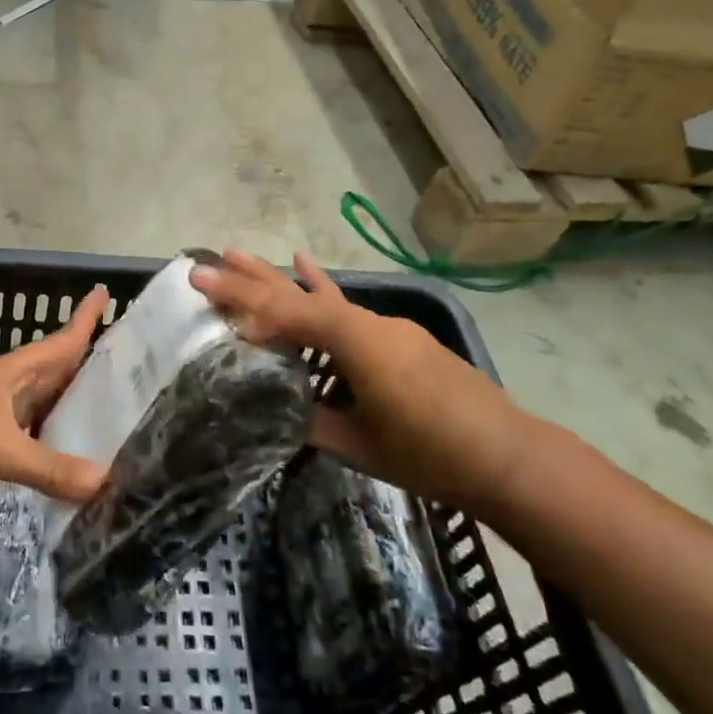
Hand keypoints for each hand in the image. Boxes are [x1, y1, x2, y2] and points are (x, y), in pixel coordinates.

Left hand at [0, 288, 109, 517]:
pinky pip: (33, 436)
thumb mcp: (1, 450)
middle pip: (58, 371)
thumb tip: (105, 481)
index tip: (106, 293)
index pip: (60, 340)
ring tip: (112, 412)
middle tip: (129, 364)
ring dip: (74, 407)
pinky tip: (73, 456)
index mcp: (15, 372)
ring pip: (46, 405)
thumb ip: (51, 468)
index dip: (84, 318)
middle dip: (89, 365)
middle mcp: (11, 388)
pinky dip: (55, 442)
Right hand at [193, 248, 530, 513]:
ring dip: (280, 278)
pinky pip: (349, 307)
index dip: (240, 297)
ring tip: (239, 253)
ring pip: (321, 296)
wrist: (511, 459)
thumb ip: (312, 421)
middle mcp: (368, 324)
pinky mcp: (400, 339)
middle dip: (251, 279)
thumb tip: (274, 409)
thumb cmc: (432, 456)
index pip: (287, 312)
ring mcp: (387, 327)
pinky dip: (322, 287)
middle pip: (299, 294)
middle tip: (209, 260)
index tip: (201, 280)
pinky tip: (305, 262)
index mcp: (356, 344)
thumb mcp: (360, 446)